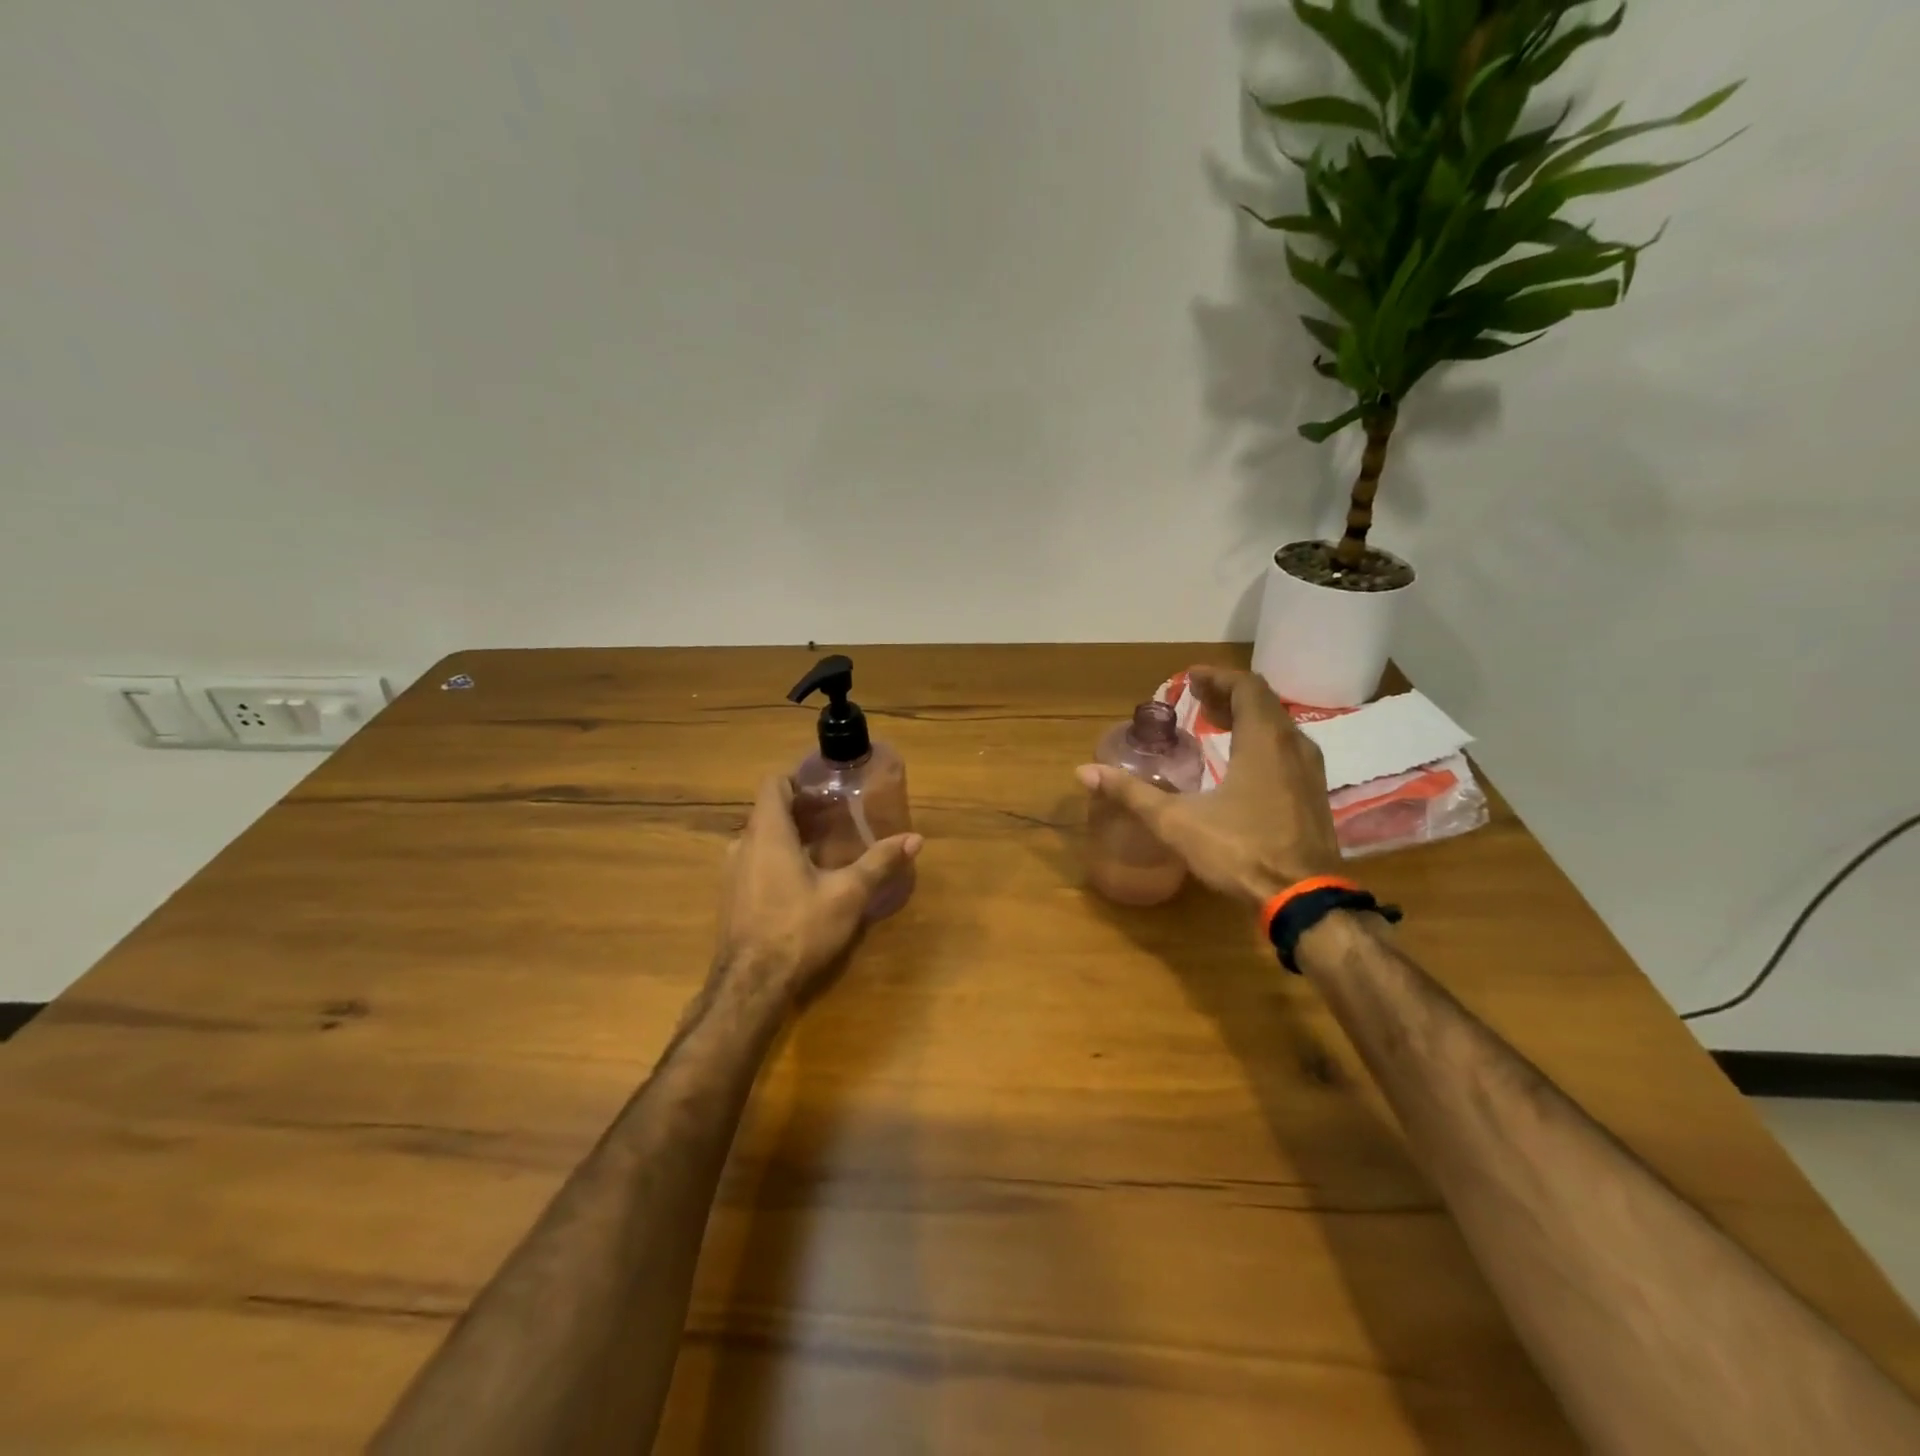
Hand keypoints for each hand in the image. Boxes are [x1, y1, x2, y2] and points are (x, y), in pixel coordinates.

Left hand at [713, 775, 922, 1009]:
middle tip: (837, 816)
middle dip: (801, 809)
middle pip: (769, 811)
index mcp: (767, 834)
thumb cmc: (799, 929)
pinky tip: (805, 879)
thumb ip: (879, 862)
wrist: (751, 987)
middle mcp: (742, 846)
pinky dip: (778, 858)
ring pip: (761, 839)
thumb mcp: (848, 894)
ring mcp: (732, 873)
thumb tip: (915, 838)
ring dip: (789, 835)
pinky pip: (755, 862)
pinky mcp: (733, 898)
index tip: (826, 788)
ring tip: (825, 846)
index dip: (797, 779)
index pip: (773, 784)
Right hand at [1076, 666, 1342, 903]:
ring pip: (1278, 727)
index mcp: (1263, 741)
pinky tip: (1240, 763)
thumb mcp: (1176, 822)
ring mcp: (1309, 771)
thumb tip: (1084, 772)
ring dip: (1247, 718)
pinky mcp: (1313, 795)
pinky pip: (1286, 750)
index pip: (1247, 687)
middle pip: (1263, 703)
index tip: (1190, 679)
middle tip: (1197, 699)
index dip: (1218, 677)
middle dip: (1228, 695)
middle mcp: (1292, 746)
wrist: (1304, 898)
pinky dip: (1261, 741)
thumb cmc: (1240, 850)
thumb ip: (1131, 794)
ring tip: (1214, 724)